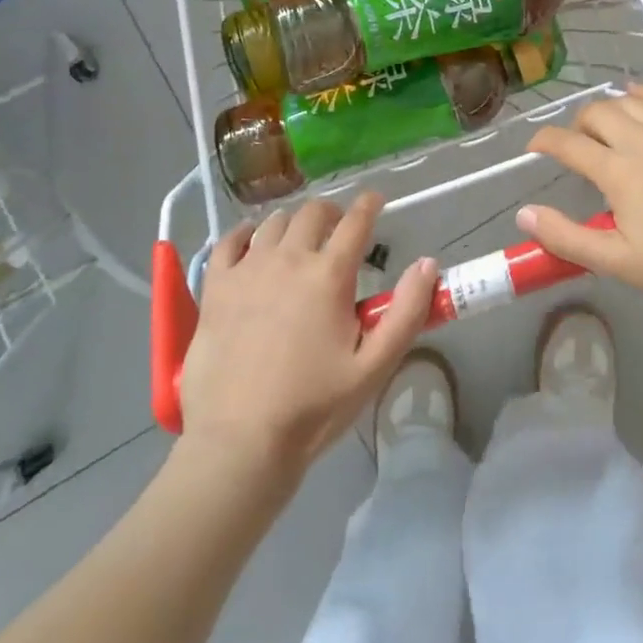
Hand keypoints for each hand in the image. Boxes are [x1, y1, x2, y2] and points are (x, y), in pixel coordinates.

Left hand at [178, 192, 438, 481]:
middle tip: (338, 227)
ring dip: (292, 222)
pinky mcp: (215, 288)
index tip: (376, 200)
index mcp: (330, 275)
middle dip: (331, 212)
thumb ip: (406, 312)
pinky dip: (244, 234)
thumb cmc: (314, 407)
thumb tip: (428, 263)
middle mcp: (289, 259)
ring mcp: (248, 270)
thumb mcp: (374, 366)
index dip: (369, 204)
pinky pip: (228, 242)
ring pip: (273, 223)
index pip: (356, 222)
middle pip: (312, 213)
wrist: (239, 442)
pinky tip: (250, 242)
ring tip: (299, 238)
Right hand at [520, 83, 642, 317]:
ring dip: (613, 107)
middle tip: (580, 141)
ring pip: (633, 100)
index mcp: (618, 172)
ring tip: (611, 121)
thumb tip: (525, 213)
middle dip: (579, 123)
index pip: (568, 144)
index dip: (545, 141)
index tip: (537, 146)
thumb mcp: (619, 262)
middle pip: (599, 113)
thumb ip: (567, 237)